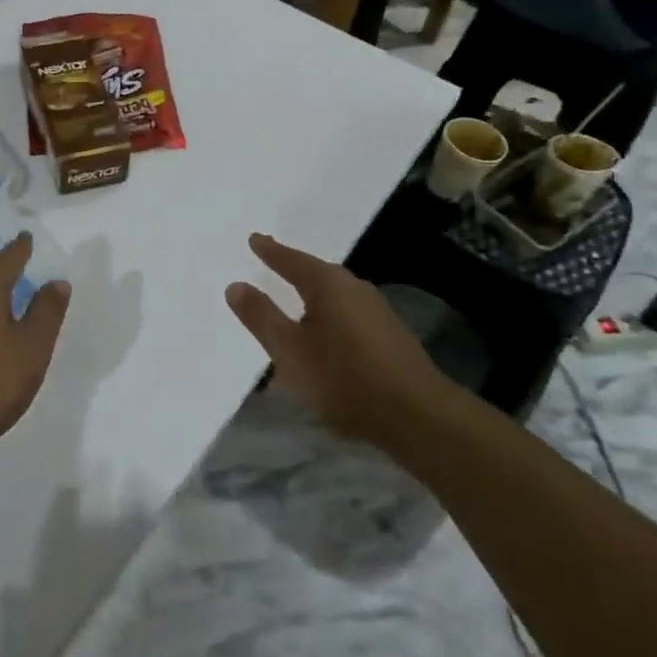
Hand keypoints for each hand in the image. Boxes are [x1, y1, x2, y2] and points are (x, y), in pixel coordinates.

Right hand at [224, 233, 457, 451]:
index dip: (270, 251)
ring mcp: (376, 311)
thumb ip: (261, 317)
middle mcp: (353, 287)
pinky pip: (347, 313)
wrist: (419, 417)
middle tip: (271, 262)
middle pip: (315, 273)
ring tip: (293, 298)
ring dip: (311, 295)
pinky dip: (328, 314)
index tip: (254, 239)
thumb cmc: (344, 378)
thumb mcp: (290, 351)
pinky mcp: (389, 335)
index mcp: (327, 284)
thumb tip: (236, 285)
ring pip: (333, 295)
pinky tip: (324, 331)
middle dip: (292, 269)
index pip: (291, 259)